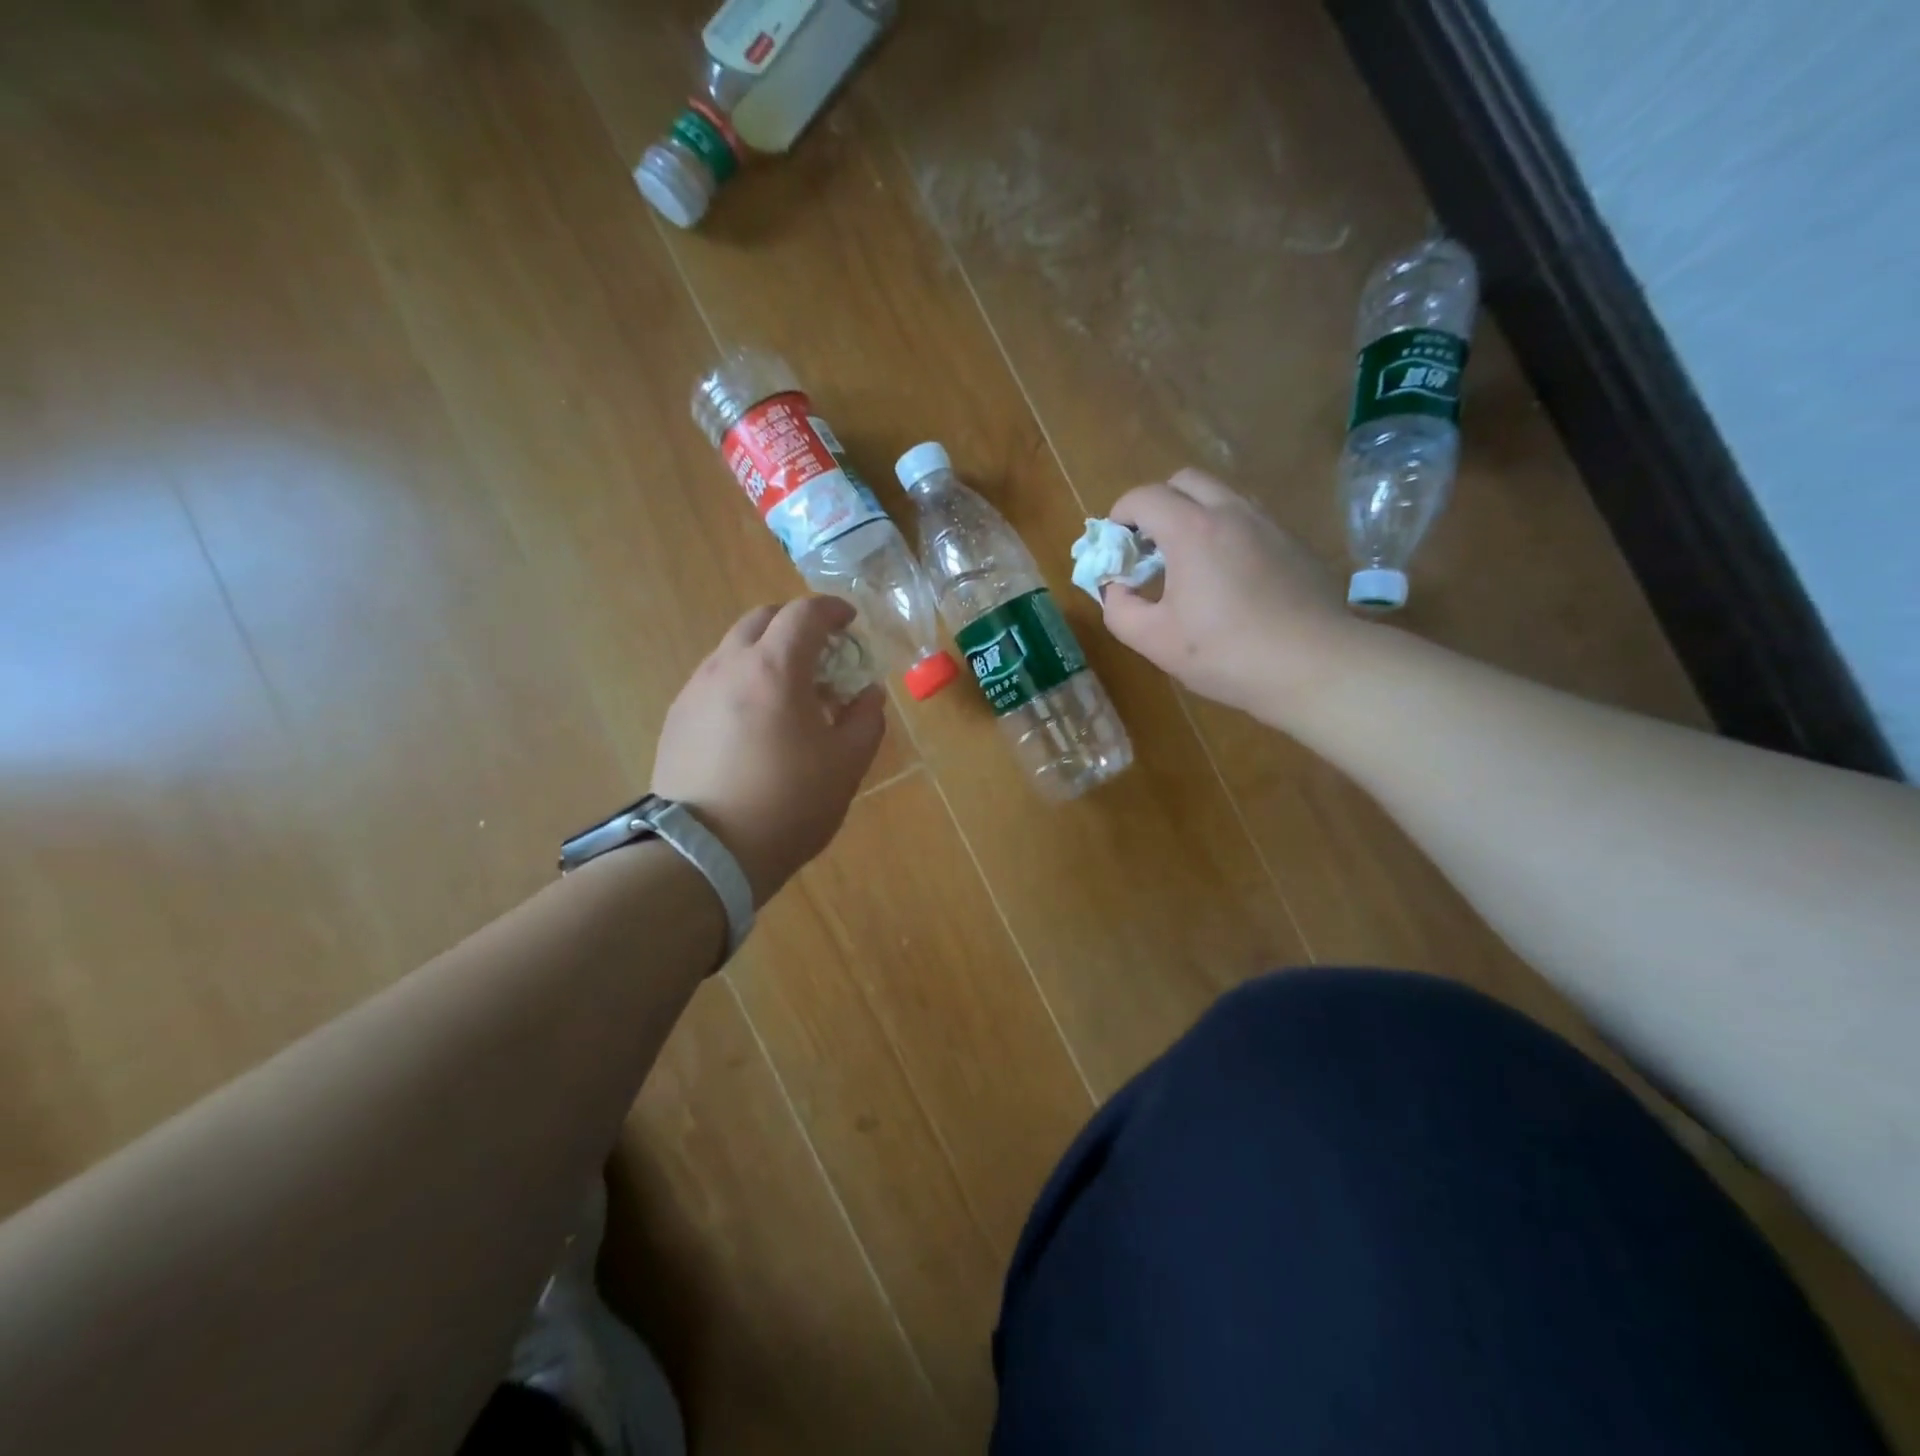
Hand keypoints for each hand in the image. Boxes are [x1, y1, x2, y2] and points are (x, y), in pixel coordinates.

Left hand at [652, 597, 886, 905]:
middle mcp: (728, 666)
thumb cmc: (788, 804)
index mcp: (775, 668)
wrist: (705, 853)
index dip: (833, 609)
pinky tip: (753, 722)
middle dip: (795, 625)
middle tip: (820, 654)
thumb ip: (866, 719)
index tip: (850, 621)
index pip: (805, 613)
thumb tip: (868, 694)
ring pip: (733, 649)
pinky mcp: (676, 719)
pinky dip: (741, 681)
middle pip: (762, 619)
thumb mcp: (846, 764)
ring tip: (787, 693)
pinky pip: (714, 680)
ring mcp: (695, 691)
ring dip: (766, 654)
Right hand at [1102, 469, 1363, 721]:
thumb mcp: (1154, 641)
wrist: (1314, 665)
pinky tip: (1228, 580)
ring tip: (1186, 562)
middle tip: (1149, 547)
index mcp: (1192, 530)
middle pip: (1184, 481)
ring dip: (1193, 516)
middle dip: (1157, 505)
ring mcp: (1269, 524)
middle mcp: (1231, 512)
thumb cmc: (1226, 652)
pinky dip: (1225, 533)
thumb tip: (1115, 589)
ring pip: (1221, 497)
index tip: (1114, 547)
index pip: (1144, 497)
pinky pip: (1249, 521)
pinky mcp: (1293, 543)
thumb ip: (1119, 609)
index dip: (1119, 516)